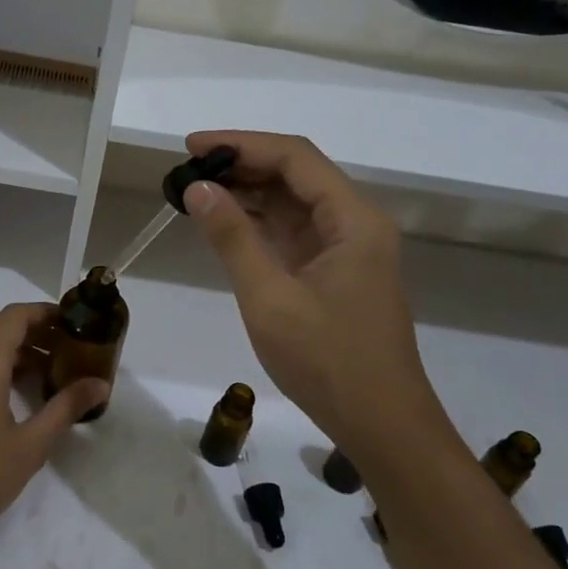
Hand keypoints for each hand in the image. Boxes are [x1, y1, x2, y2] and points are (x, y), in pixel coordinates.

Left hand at [0, 303, 107, 555]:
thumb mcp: (30, 445)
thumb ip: (65, 408)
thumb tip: (100, 384)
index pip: (15, 316)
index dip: (44, 313)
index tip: (72, 324)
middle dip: (33, 333)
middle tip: (66, 352)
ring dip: (13, 352)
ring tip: (45, 376)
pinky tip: (10, 396)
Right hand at [181, 131, 446, 459]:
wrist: (381, 425)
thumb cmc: (328, 361)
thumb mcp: (270, 298)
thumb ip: (233, 238)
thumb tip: (197, 188)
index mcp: (353, 220)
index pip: (295, 158)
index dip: (242, 144)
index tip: (192, 146)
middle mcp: (354, 223)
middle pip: (296, 174)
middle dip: (241, 165)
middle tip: (186, 169)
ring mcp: (345, 248)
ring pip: (292, 202)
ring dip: (247, 192)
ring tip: (195, 190)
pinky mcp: (333, 271)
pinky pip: (292, 231)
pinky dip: (257, 222)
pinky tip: (223, 221)